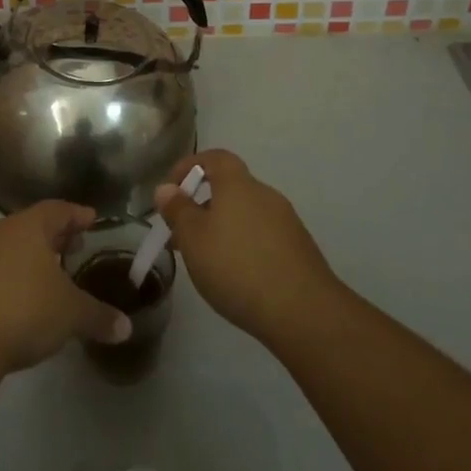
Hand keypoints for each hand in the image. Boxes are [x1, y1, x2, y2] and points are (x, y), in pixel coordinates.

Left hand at [0, 202, 132, 372]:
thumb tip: (126, 328)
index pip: (58, 210)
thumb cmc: (24, 309)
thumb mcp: (70, 314)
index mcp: (28, 226)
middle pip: (31, 226)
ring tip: (47, 276)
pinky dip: (9, 278)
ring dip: (28, 258)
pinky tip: (19, 299)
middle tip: (73, 247)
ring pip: (8, 247)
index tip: (91, 219)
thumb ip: (99, 316)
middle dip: (53, 237)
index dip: (76, 215)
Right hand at [154, 150, 338, 345]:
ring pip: (245, 214)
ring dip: (222, 228)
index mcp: (238, 184)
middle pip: (230, 188)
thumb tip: (166, 189)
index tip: (171, 190)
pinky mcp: (299, 249)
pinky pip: (262, 236)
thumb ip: (178, 210)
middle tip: (182, 234)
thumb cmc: (237, 267)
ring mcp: (286, 222)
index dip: (190, 166)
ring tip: (205, 260)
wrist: (304, 312)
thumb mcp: (193, 239)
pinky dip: (244, 245)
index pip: (215, 157)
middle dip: (203, 205)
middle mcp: (265, 195)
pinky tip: (236, 276)